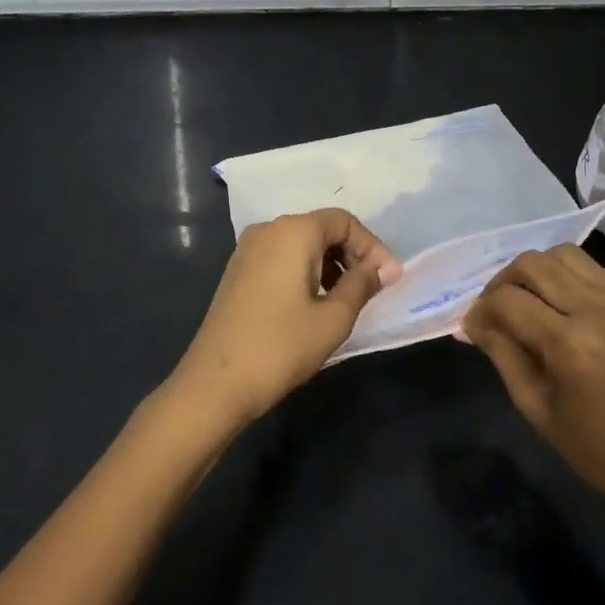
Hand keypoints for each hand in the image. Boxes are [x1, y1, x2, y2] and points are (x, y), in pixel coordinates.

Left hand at [169, 208, 399, 428]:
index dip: (372, 247)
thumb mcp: (334, 318)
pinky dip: (305, 272)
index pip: (344, 222)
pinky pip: (281, 259)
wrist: (216, 383)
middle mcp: (268, 230)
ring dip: (329, 265)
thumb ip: (362, 285)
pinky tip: (315, 304)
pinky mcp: (238, 272)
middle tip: (372, 289)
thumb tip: (384, 268)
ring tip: (346, 300)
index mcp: (293, 232)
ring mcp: (247, 250)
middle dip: (352, 255)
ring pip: (301, 245)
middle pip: (321, 228)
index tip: (388, 279)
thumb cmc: (281, 346)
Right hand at [461, 245, 604, 533]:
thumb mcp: (533, 405)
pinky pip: (602, 275)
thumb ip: (501, 352)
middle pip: (536, 263)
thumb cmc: (591, 447)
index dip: (482, 308)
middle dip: (505, 280)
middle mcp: (604, 312)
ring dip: (541, 273)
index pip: (508, 300)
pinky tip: (573, 313)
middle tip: (500, 306)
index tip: (476, 325)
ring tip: (535, 301)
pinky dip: (576, 284)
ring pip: (569, 256)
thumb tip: (473, 320)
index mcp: (571, 345)